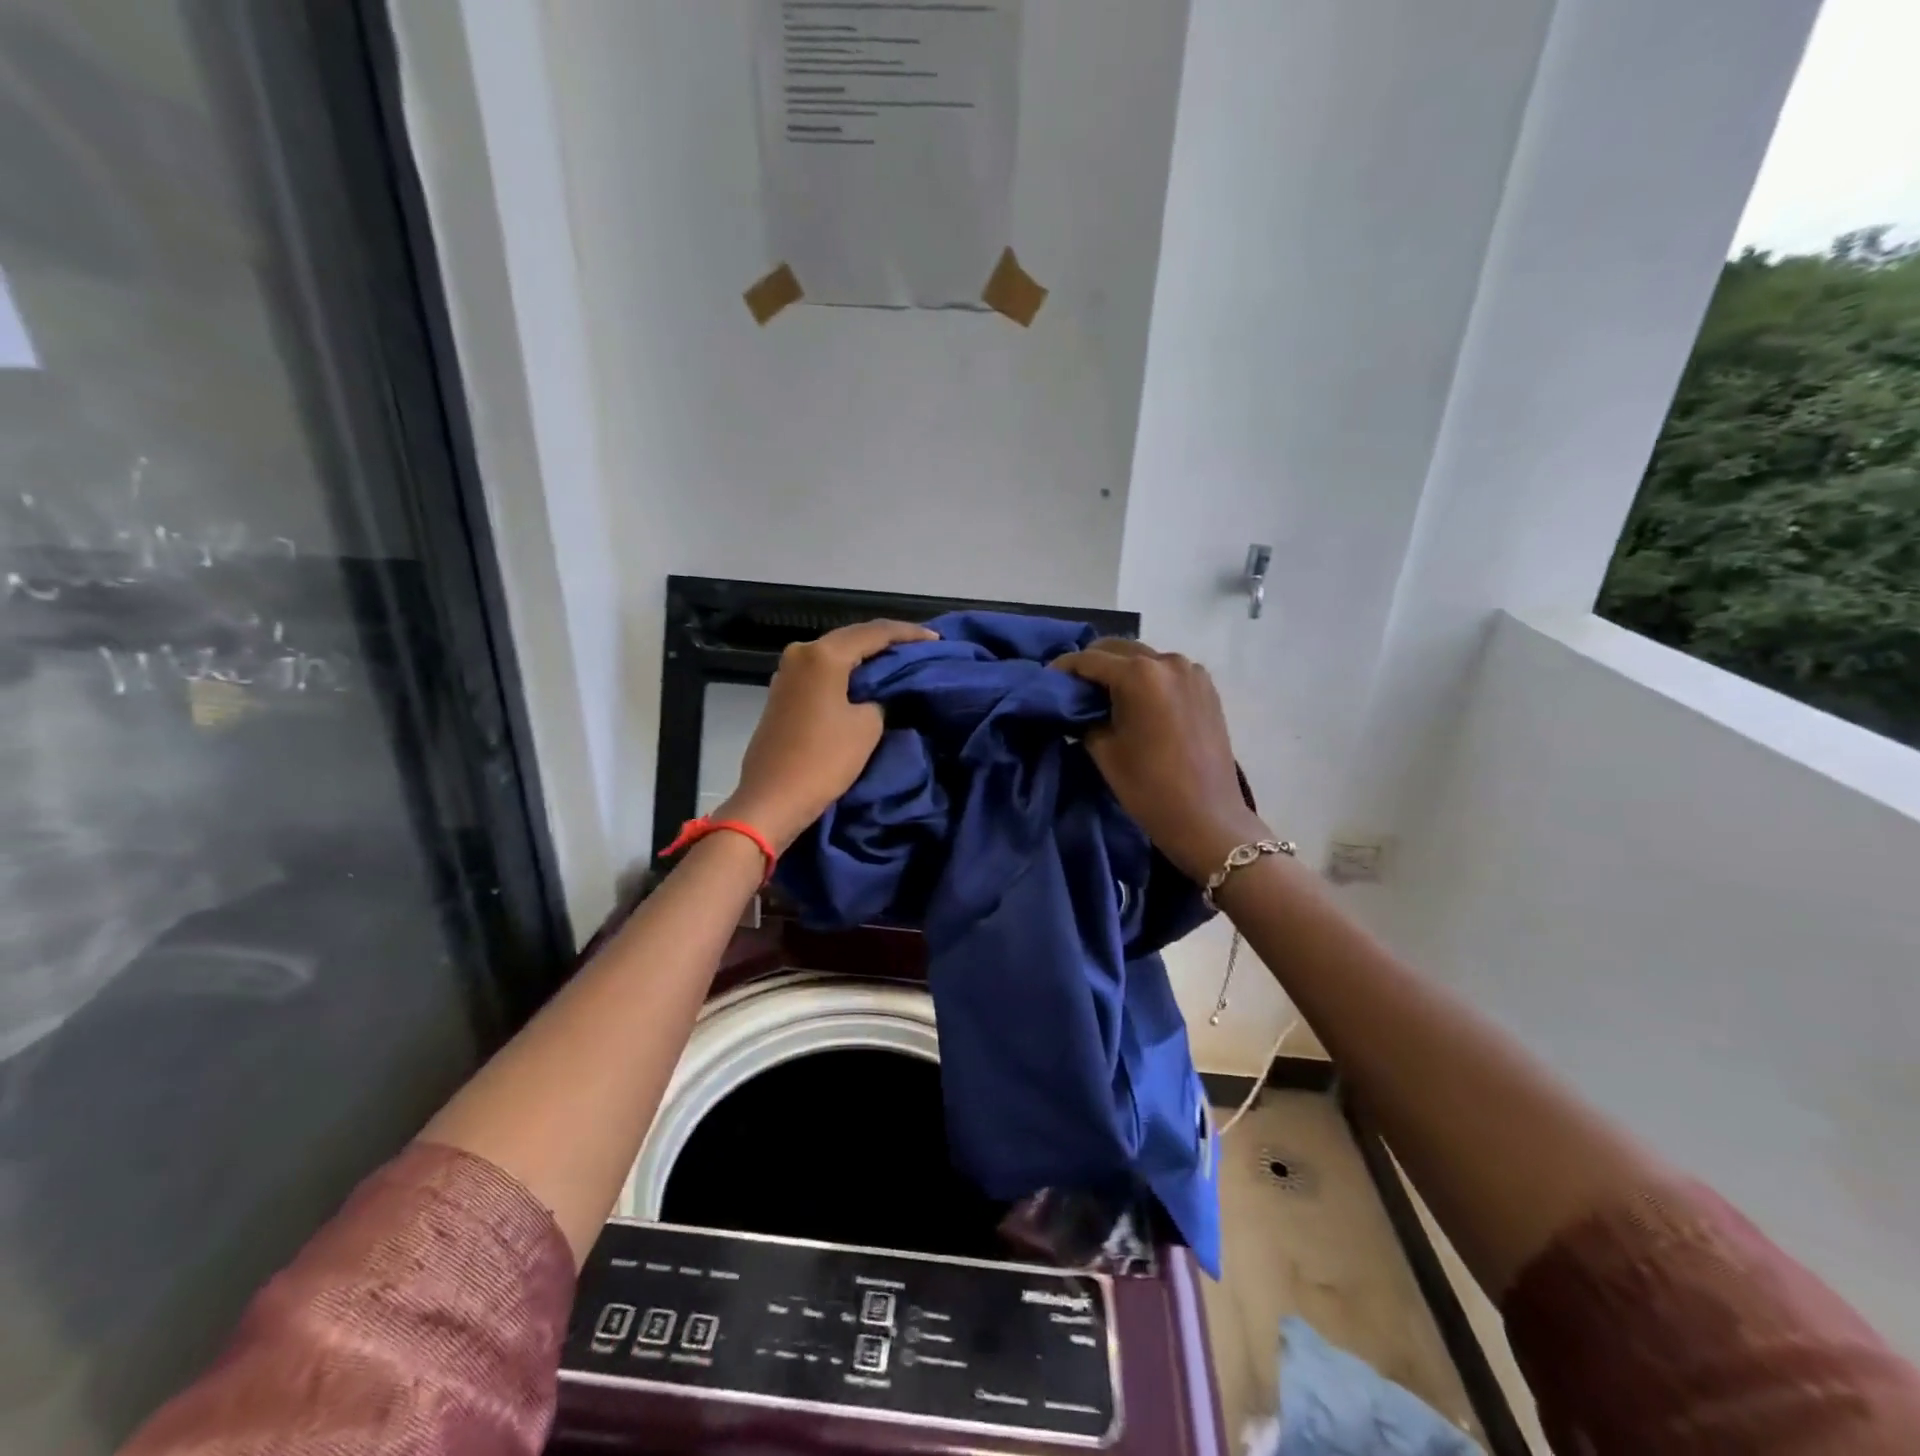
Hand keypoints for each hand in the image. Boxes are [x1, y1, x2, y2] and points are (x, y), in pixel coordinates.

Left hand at [715, 619, 937, 852]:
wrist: (772, 798)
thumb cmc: (823, 759)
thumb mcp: (868, 726)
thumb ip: (881, 698)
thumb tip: (879, 694)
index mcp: (823, 654)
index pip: (875, 632)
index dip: (909, 634)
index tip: (936, 639)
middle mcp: (801, 653)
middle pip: (852, 638)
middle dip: (887, 642)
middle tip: (920, 649)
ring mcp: (788, 672)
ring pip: (836, 654)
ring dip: (866, 658)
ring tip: (898, 664)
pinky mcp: (784, 693)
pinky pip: (823, 672)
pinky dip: (847, 673)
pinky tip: (867, 681)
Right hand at [1051, 638, 1267, 882]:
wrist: (1207, 817)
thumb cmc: (1148, 787)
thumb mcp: (1103, 749)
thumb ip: (1085, 716)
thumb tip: (1078, 704)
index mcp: (1139, 675)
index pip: (1089, 659)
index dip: (1063, 667)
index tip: (1046, 679)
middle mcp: (1167, 661)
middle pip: (1118, 649)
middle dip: (1093, 663)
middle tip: (1073, 687)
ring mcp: (1192, 672)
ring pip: (1144, 658)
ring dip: (1121, 669)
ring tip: (1105, 695)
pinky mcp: (1206, 687)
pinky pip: (1166, 672)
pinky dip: (1147, 679)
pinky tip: (1137, 702)